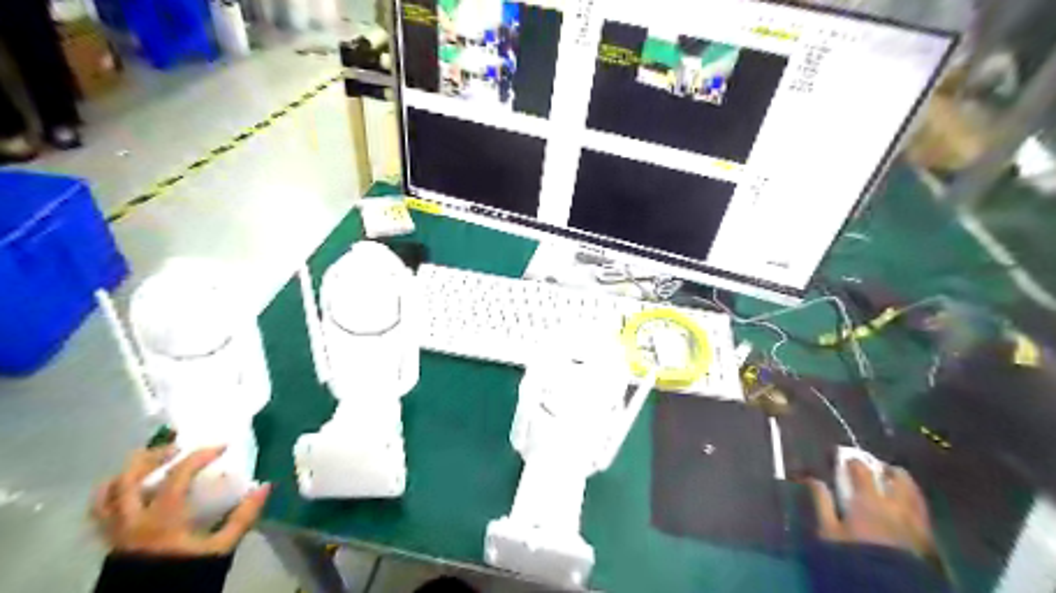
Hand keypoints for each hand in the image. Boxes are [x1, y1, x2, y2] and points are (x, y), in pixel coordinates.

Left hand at [90, 446, 269, 556]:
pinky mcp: (107, 540)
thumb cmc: (187, 573)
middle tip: (177, 447)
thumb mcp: (221, 547)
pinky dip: (112, 493)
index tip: (221, 447)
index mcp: (162, 517)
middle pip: (132, 476)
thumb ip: (243, 516)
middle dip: (154, 455)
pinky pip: (100, 511)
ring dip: (127, 472)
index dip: (200, 455)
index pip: (178, 474)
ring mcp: (115, 530)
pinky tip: (130, 489)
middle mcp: (132, 519)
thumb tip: (264, 486)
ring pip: (108, 492)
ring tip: (148, 462)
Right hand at [806, 461, 934, 557]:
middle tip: (877, 467)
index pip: (862, 470)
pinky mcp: (928, 537)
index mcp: (869, 500)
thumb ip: (822, 502)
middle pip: (897, 478)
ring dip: (904, 483)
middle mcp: (896, 505)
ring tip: (895, 482)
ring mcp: (915, 520)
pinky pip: (923, 511)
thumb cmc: (853, 555)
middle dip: (886, 469)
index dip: (853, 461)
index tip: (844, 458)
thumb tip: (814, 479)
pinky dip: (914, 502)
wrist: (889, 586)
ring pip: (914, 493)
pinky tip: (907, 506)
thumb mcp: (829, 531)